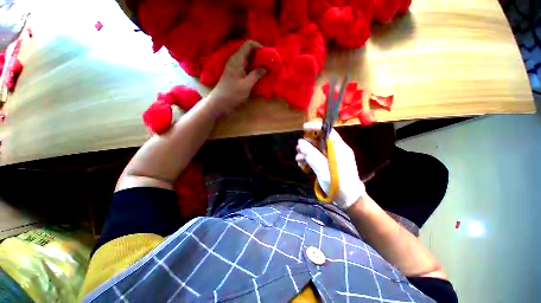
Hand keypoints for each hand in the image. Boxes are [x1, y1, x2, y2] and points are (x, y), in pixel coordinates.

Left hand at [206, 40, 266, 115]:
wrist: (220, 101)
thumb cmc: (233, 93)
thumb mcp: (247, 85)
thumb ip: (256, 75)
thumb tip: (266, 67)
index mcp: (237, 59)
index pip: (249, 44)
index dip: (259, 46)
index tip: (267, 54)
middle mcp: (235, 59)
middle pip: (249, 51)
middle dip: (260, 55)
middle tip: (269, 62)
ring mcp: (234, 66)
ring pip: (247, 59)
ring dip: (256, 62)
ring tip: (265, 68)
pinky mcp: (234, 72)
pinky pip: (245, 66)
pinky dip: (252, 67)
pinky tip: (258, 74)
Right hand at [296, 121, 365, 209]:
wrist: (348, 200)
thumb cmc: (338, 184)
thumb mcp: (323, 169)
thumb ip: (312, 155)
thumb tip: (300, 142)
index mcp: (339, 148)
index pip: (328, 131)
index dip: (316, 127)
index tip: (304, 128)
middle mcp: (336, 151)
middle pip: (320, 140)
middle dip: (308, 143)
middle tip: (298, 148)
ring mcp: (332, 158)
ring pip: (317, 149)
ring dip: (306, 152)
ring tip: (298, 159)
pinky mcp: (328, 165)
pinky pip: (317, 158)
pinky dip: (309, 159)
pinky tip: (302, 164)